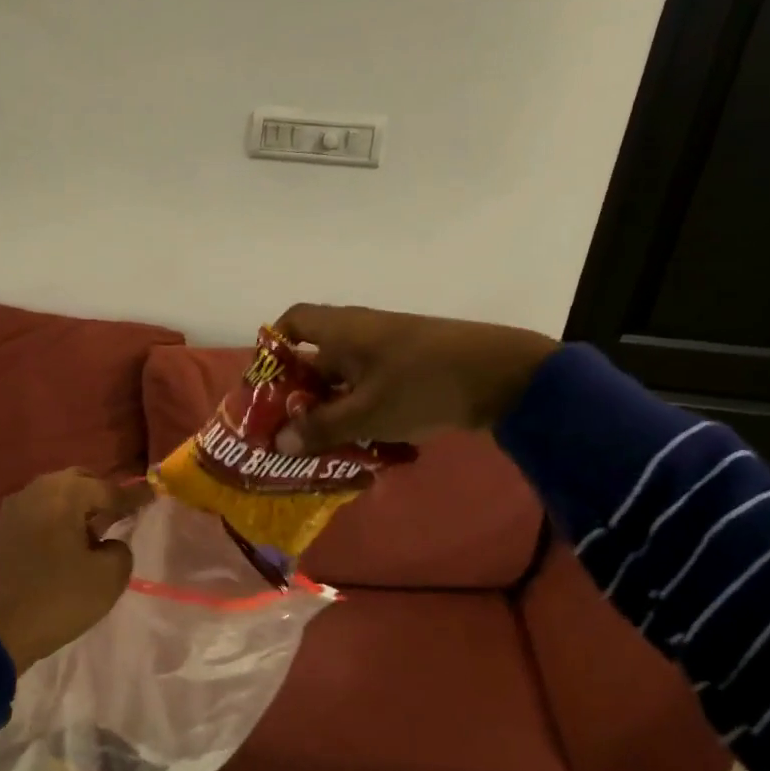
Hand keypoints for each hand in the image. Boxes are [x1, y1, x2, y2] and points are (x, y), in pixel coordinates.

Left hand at [0, 470, 153, 673]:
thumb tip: (109, 544)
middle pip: (80, 482)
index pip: (109, 489)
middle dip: (102, 495)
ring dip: (78, 507)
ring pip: (57, 495)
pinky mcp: (4, 527)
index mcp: (65, 494)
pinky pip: (41, 511)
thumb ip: (121, 550)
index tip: (154, 497)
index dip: (134, 497)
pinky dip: (59, 519)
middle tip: (122, 515)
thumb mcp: (109, 577)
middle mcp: (38, 489)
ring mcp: (16, 506)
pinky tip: (70, 542)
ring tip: (96, 532)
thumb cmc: (59, 598)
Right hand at [271, 304, 558, 453]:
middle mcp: (362, 333)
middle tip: (288, 431)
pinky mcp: (413, 369)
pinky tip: (364, 446)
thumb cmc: (421, 384)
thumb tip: (280, 442)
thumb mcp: (366, 413)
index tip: (266, 382)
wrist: (503, 376)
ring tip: (321, 448)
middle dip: (301, 395)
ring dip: (333, 410)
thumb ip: (321, 428)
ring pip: (347, 380)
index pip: (293, 321)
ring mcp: (390, 351)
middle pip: (317, 358)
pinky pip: (373, 389)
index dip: (274, 346)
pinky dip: (362, 412)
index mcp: (342, 330)